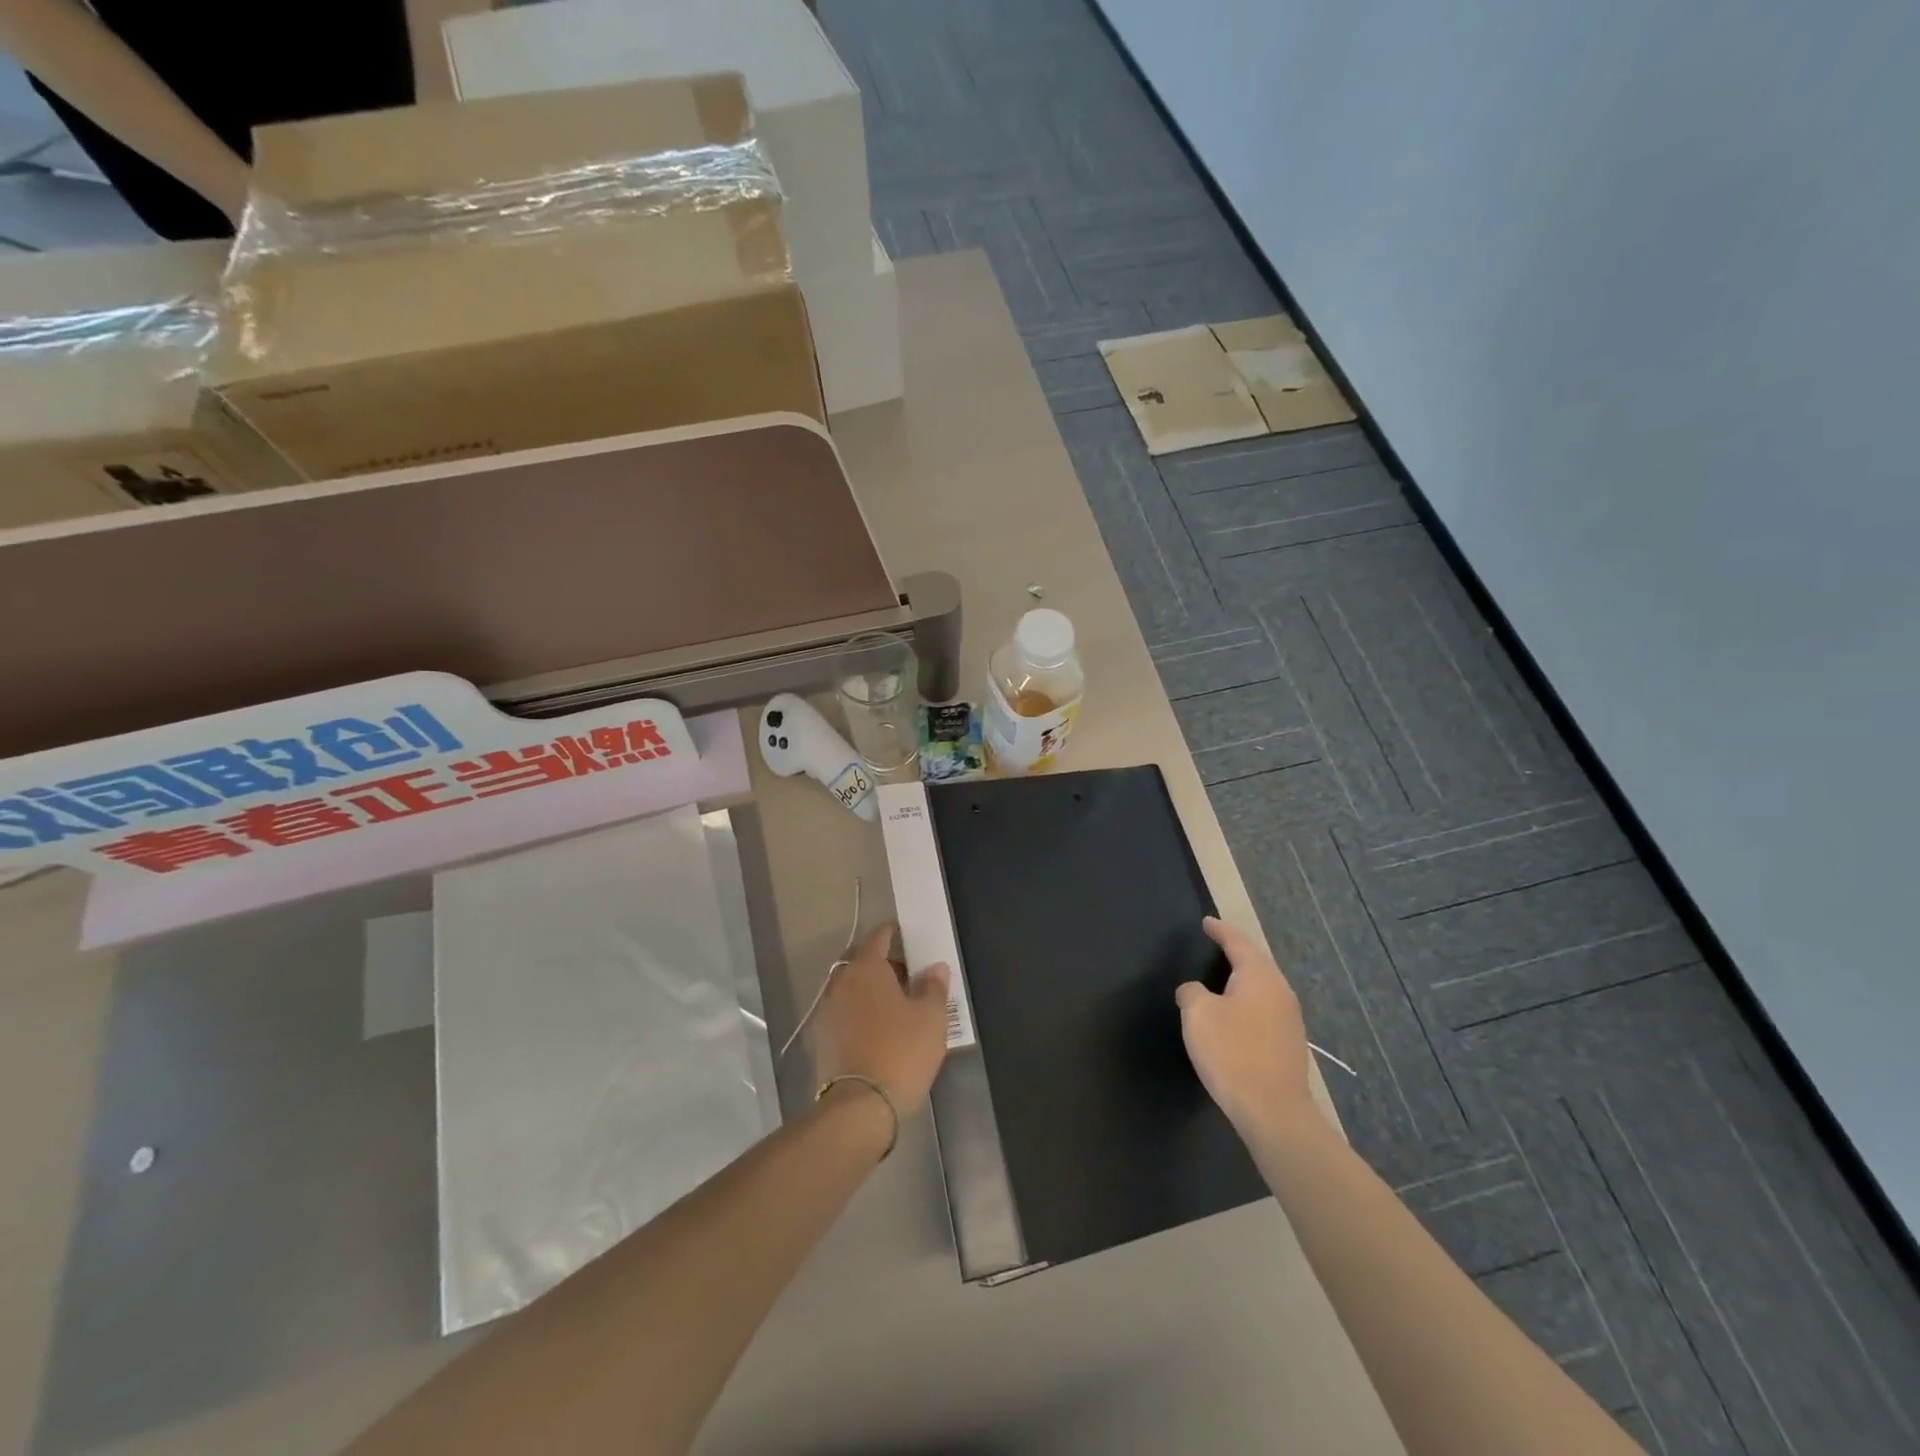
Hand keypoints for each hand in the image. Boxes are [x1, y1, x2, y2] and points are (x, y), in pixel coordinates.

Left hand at [810, 923, 951, 1108]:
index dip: (894, 932)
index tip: (907, 935)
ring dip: (871, 990)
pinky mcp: (821, 1039)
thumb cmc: (901, 1052)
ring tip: (897, 1005)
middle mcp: (841, 982)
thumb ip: (933, 987)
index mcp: (866, 968)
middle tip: (909, 975)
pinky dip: (860, 1013)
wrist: (859, 1107)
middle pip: (863, 962)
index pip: (879, 937)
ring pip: (852, 988)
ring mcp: (827, 1011)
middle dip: (884, 964)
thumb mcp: (930, 1018)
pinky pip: (845, 1013)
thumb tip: (934, 967)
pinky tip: (879, 1030)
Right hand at [1176, 916, 1314, 1137]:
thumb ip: (1192, 992)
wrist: (1274, 1112)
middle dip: (1236, 952)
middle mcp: (1280, 991)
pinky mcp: (1290, 1044)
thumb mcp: (1198, 1015)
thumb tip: (1195, 991)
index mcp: (1259, 976)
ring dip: (1243, 979)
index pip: (1237, 942)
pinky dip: (1248, 1003)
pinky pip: (1265, 1009)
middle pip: (1256, 962)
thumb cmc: (1232, 1053)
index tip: (1206, 922)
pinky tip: (1235, 1014)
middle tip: (1215, 945)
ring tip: (1222, 978)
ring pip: (1263, 987)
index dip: (1220, 930)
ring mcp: (1290, 1019)